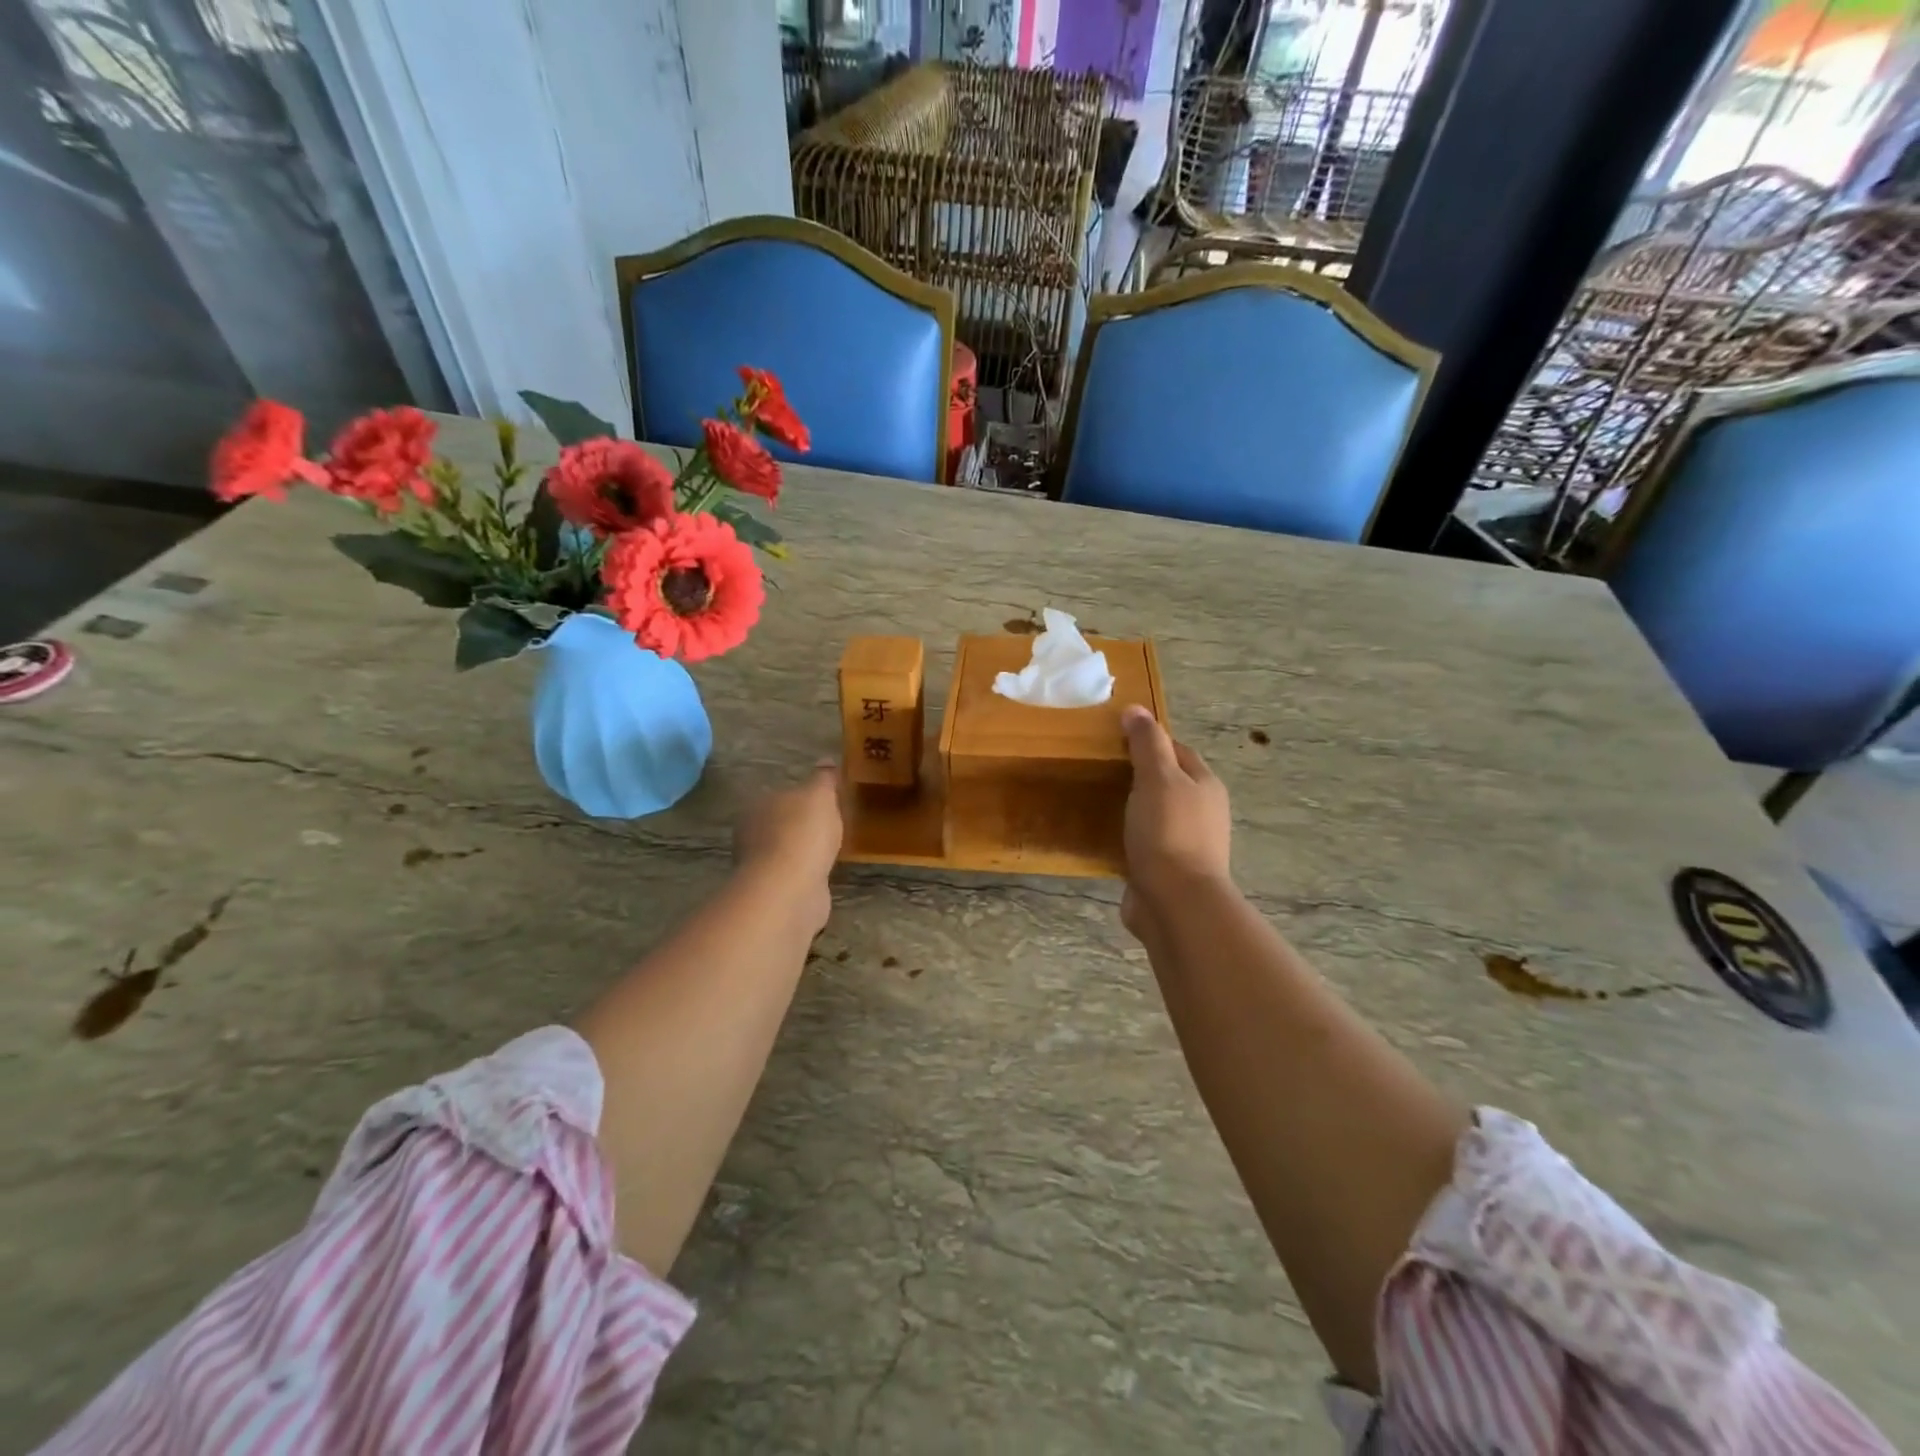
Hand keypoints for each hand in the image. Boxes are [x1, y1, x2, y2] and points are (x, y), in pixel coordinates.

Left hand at [733, 762, 842, 932]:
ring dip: (804, 853)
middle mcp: (751, 835)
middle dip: (801, 827)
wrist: (790, 888)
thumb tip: (826, 760)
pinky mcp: (773, 892)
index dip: (802, 799)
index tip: (825, 803)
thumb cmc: (802, 832)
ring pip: (786, 853)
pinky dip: (806, 874)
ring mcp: (760, 867)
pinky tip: (824, 874)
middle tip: (831, 827)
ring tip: (831, 851)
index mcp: (757, 806)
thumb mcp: (819, 795)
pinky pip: (793, 876)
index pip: (779, 796)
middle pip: (780, 825)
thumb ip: (823, 778)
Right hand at [1120, 706, 1231, 938]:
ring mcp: (1185, 844)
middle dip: (1141, 775)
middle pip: (1169, 783)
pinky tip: (1106, 837)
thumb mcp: (1157, 778)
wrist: (1176, 903)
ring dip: (1134, 809)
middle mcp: (1201, 813)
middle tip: (1103, 768)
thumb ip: (1147, 743)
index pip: (1178, 751)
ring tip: (1100, 801)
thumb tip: (1136, 709)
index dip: (1151, 741)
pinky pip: (1145, 845)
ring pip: (1156, 815)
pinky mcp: (1166, 871)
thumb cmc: (1168, 832)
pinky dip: (1128, 838)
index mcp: (1205, 786)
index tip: (1117, 738)